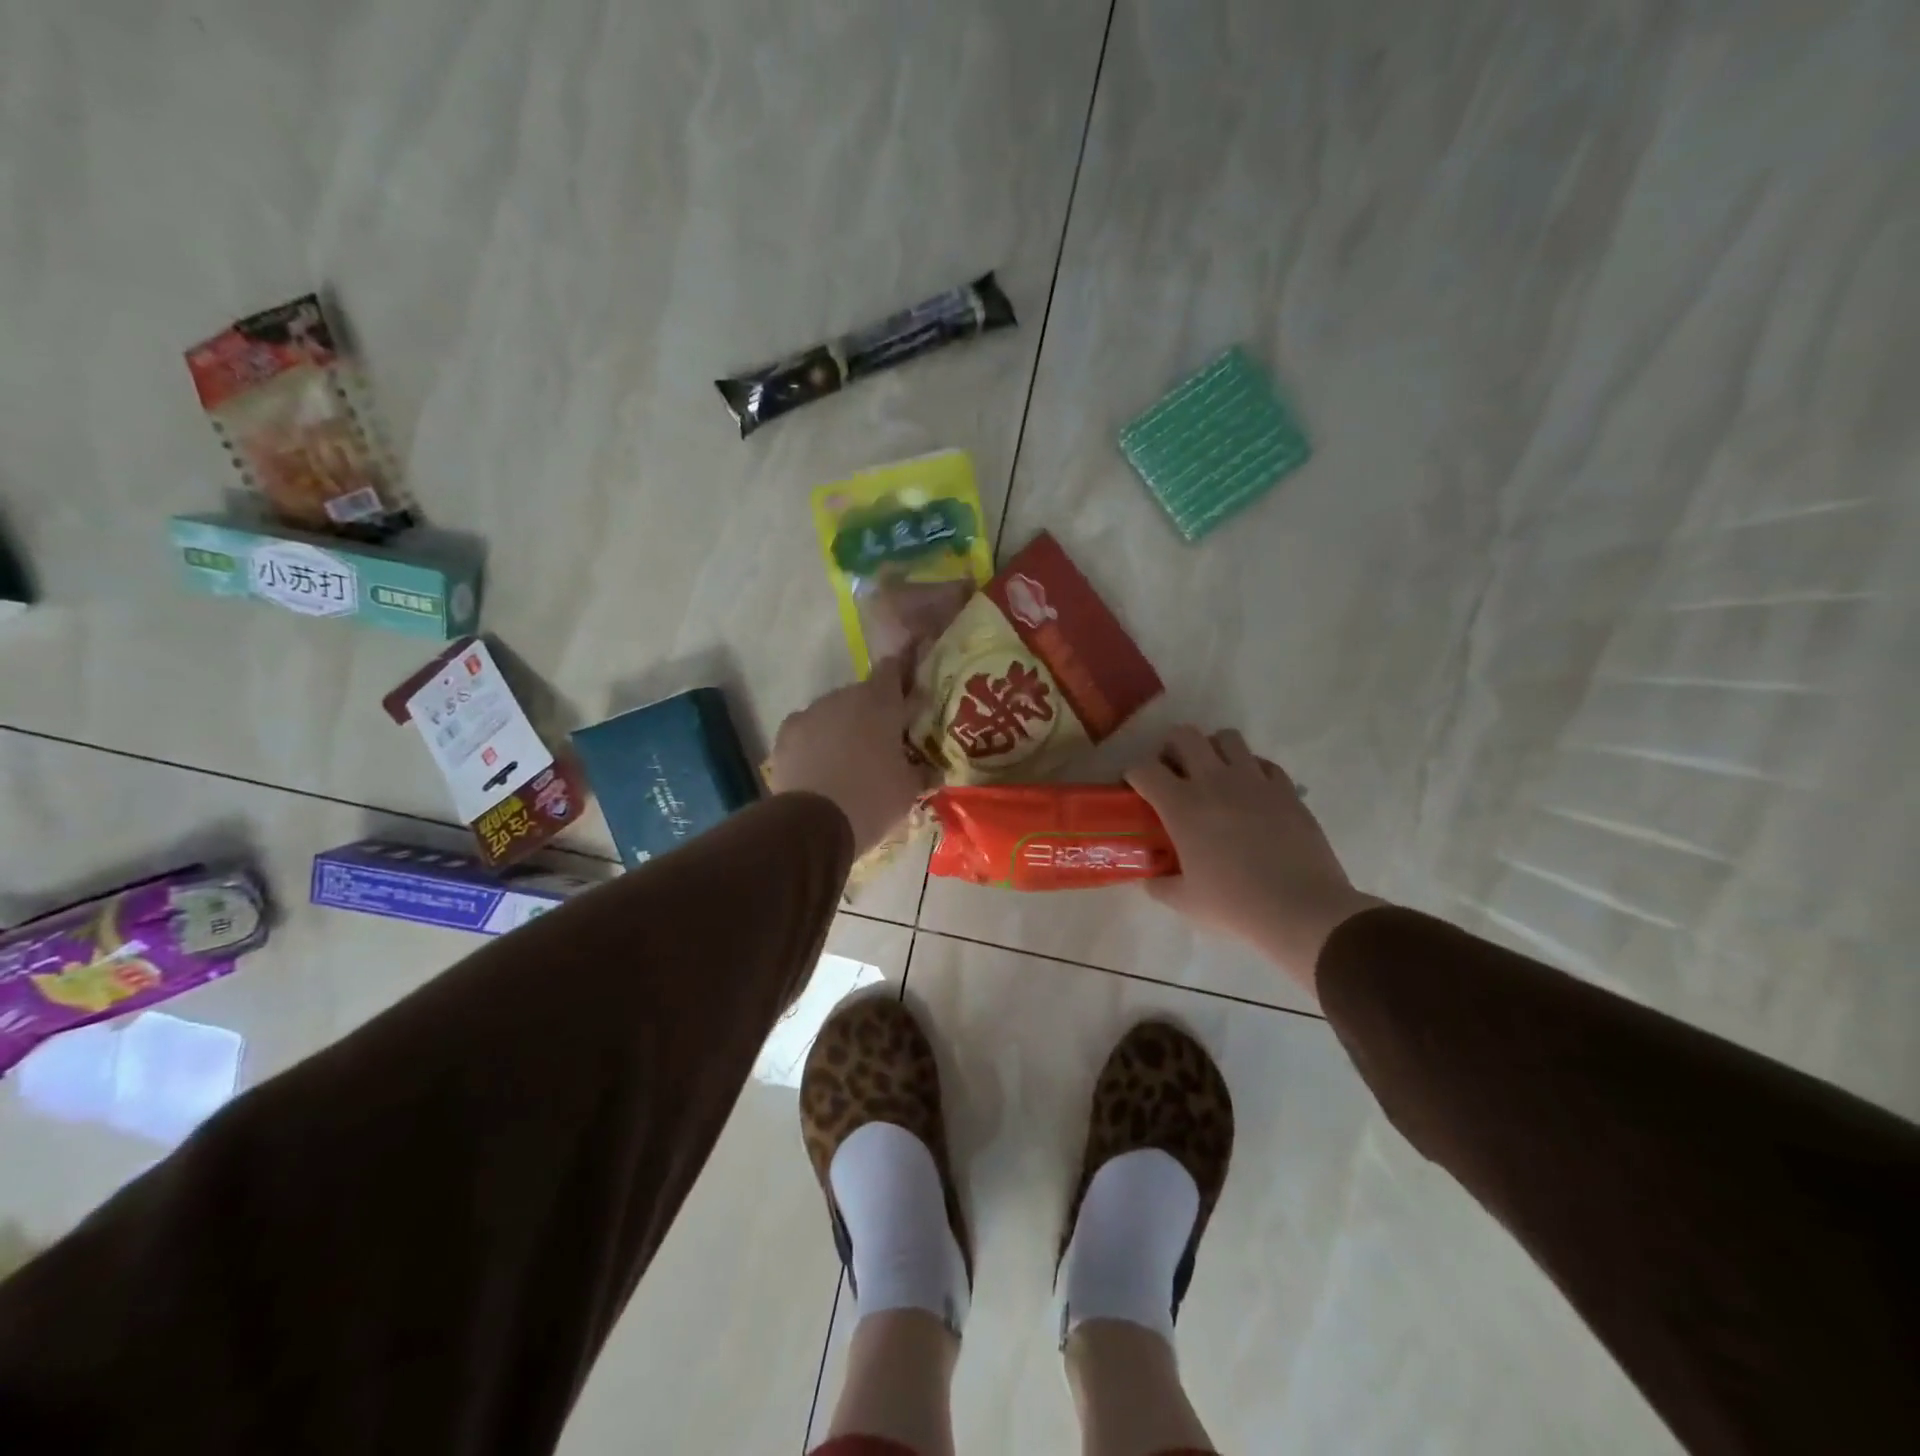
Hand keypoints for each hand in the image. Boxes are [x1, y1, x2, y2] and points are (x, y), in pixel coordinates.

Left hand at [768, 655, 937, 856]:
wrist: (813, 824)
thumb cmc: (873, 799)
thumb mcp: (909, 789)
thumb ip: (921, 770)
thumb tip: (932, 769)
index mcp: (880, 702)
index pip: (893, 670)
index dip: (901, 678)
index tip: (908, 694)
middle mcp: (844, 697)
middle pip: (862, 696)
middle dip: (873, 713)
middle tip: (883, 742)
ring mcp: (810, 713)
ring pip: (833, 713)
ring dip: (843, 728)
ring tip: (849, 761)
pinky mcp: (785, 734)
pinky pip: (808, 731)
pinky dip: (816, 743)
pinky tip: (820, 767)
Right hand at [1126, 726, 1383, 990]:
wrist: (1301, 909)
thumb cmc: (1235, 905)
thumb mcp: (1185, 902)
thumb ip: (1160, 884)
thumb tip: (1151, 879)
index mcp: (1182, 806)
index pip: (1144, 769)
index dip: (1134, 775)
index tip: (1135, 789)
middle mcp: (1214, 781)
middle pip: (1184, 736)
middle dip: (1171, 748)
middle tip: (1173, 773)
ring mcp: (1253, 780)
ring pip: (1226, 738)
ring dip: (1212, 750)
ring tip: (1213, 774)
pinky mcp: (1286, 789)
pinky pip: (1262, 762)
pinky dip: (1251, 770)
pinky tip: (1250, 793)